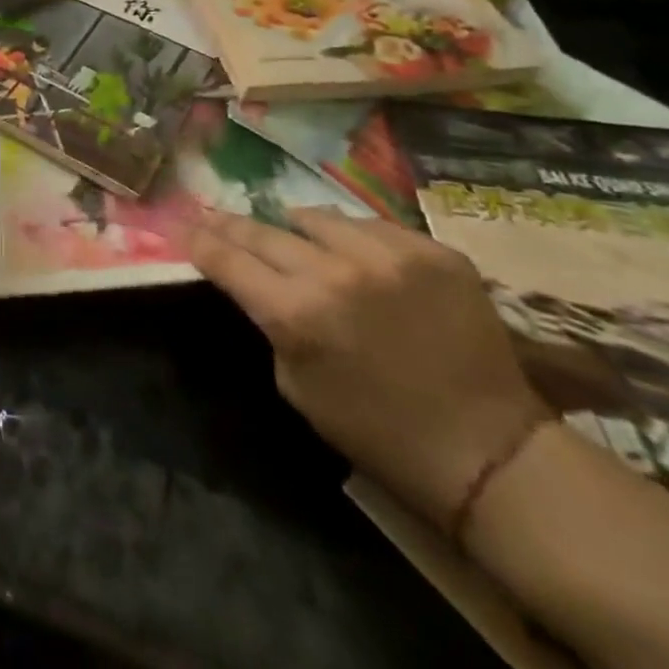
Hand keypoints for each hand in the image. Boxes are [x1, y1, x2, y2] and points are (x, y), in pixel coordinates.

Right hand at [192, 207, 551, 529]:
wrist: (489, 452)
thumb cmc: (377, 430)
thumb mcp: (295, 384)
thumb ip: (269, 321)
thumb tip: (252, 279)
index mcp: (295, 313)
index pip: (226, 258)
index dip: (198, 238)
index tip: (179, 222)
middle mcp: (335, 271)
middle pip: (262, 229)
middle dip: (231, 224)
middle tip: (214, 215)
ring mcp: (388, 254)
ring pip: (316, 217)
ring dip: (298, 230)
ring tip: (299, 241)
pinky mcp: (433, 250)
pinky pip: (372, 226)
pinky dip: (355, 240)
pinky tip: (361, 260)